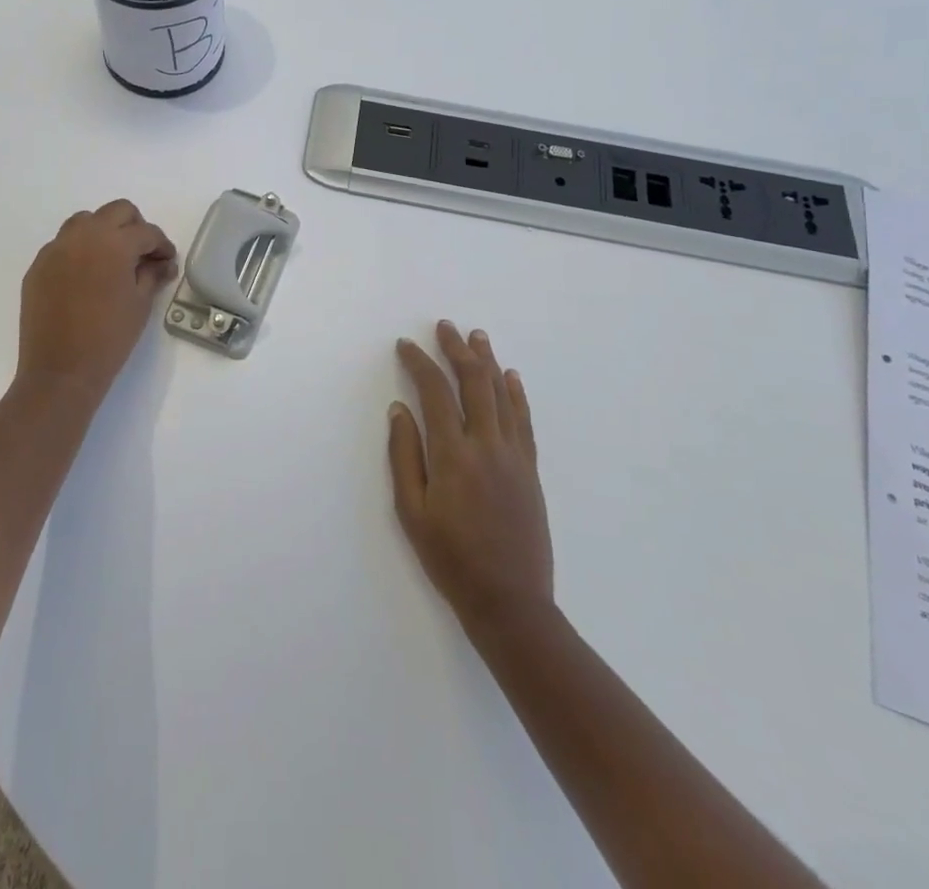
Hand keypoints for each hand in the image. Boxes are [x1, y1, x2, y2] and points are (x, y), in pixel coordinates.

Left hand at [17, 200, 177, 401]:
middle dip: (135, 227)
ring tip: (112, 261)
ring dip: (104, 232)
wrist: (60, 371)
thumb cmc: (109, 338)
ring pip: (85, 221)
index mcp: (114, 243)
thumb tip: (162, 263)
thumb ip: (152, 275)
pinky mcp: (38, 266)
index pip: (146, 232)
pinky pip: (63, 245)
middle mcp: (83, 236)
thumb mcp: (140, 304)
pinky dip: (79, 250)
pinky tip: (86, 278)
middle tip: (142, 254)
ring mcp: (56, 249)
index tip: (167, 261)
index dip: (162, 245)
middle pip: (117, 211)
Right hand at [389, 321, 552, 626]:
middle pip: (473, 382)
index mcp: (452, 454)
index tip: (406, 346)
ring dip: (487, 361)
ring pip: (501, 394)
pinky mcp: (530, 469)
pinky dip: (516, 393)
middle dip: (457, 350)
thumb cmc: (450, 559)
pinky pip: (524, 420)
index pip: (434, 392)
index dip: (419, 363)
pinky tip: (511, 377)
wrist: (510, 602)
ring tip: (477, 336)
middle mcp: (486, 444)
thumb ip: (403, 455)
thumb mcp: (411, 511)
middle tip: (445, 327)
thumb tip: (398, 409)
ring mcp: (514, 455)